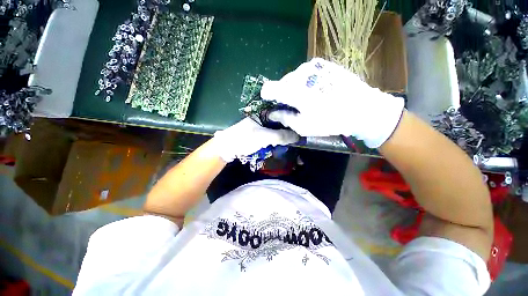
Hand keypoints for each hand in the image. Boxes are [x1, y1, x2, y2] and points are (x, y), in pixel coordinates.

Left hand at [213, 118, 298, 162]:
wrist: (227, 148)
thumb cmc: (244, 139)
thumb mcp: (263, 137)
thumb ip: (280, 136)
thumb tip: (298, 137)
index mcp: (264, 114)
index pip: (283, 113)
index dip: (292, 119)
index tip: (302, 125)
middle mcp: (264, 118)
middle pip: (281, 122)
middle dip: (289, 129)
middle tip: (299, 136)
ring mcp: (262, 127)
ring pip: (277, 129)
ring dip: (284, 135)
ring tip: (293, 140)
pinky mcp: (261, 135)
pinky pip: (273, 136)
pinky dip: (278, 140)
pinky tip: (283, 143)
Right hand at [260, 58, 404, 147]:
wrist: (363, 108)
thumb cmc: (330, 120)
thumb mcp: (303, 126)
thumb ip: (284, 117)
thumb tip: (272, 113)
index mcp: (292, 91)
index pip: (269, 88)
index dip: (267, 96)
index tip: (271, 103)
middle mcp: (300, 74)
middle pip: (282, 83)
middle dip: (283, 94)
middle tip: (292, 106)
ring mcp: (313, 66)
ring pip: (294, 77)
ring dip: (295, 88)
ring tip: (306, 99)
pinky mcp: (324, 64)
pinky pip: (307, 74)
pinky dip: (306, 82)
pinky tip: (316, 91)